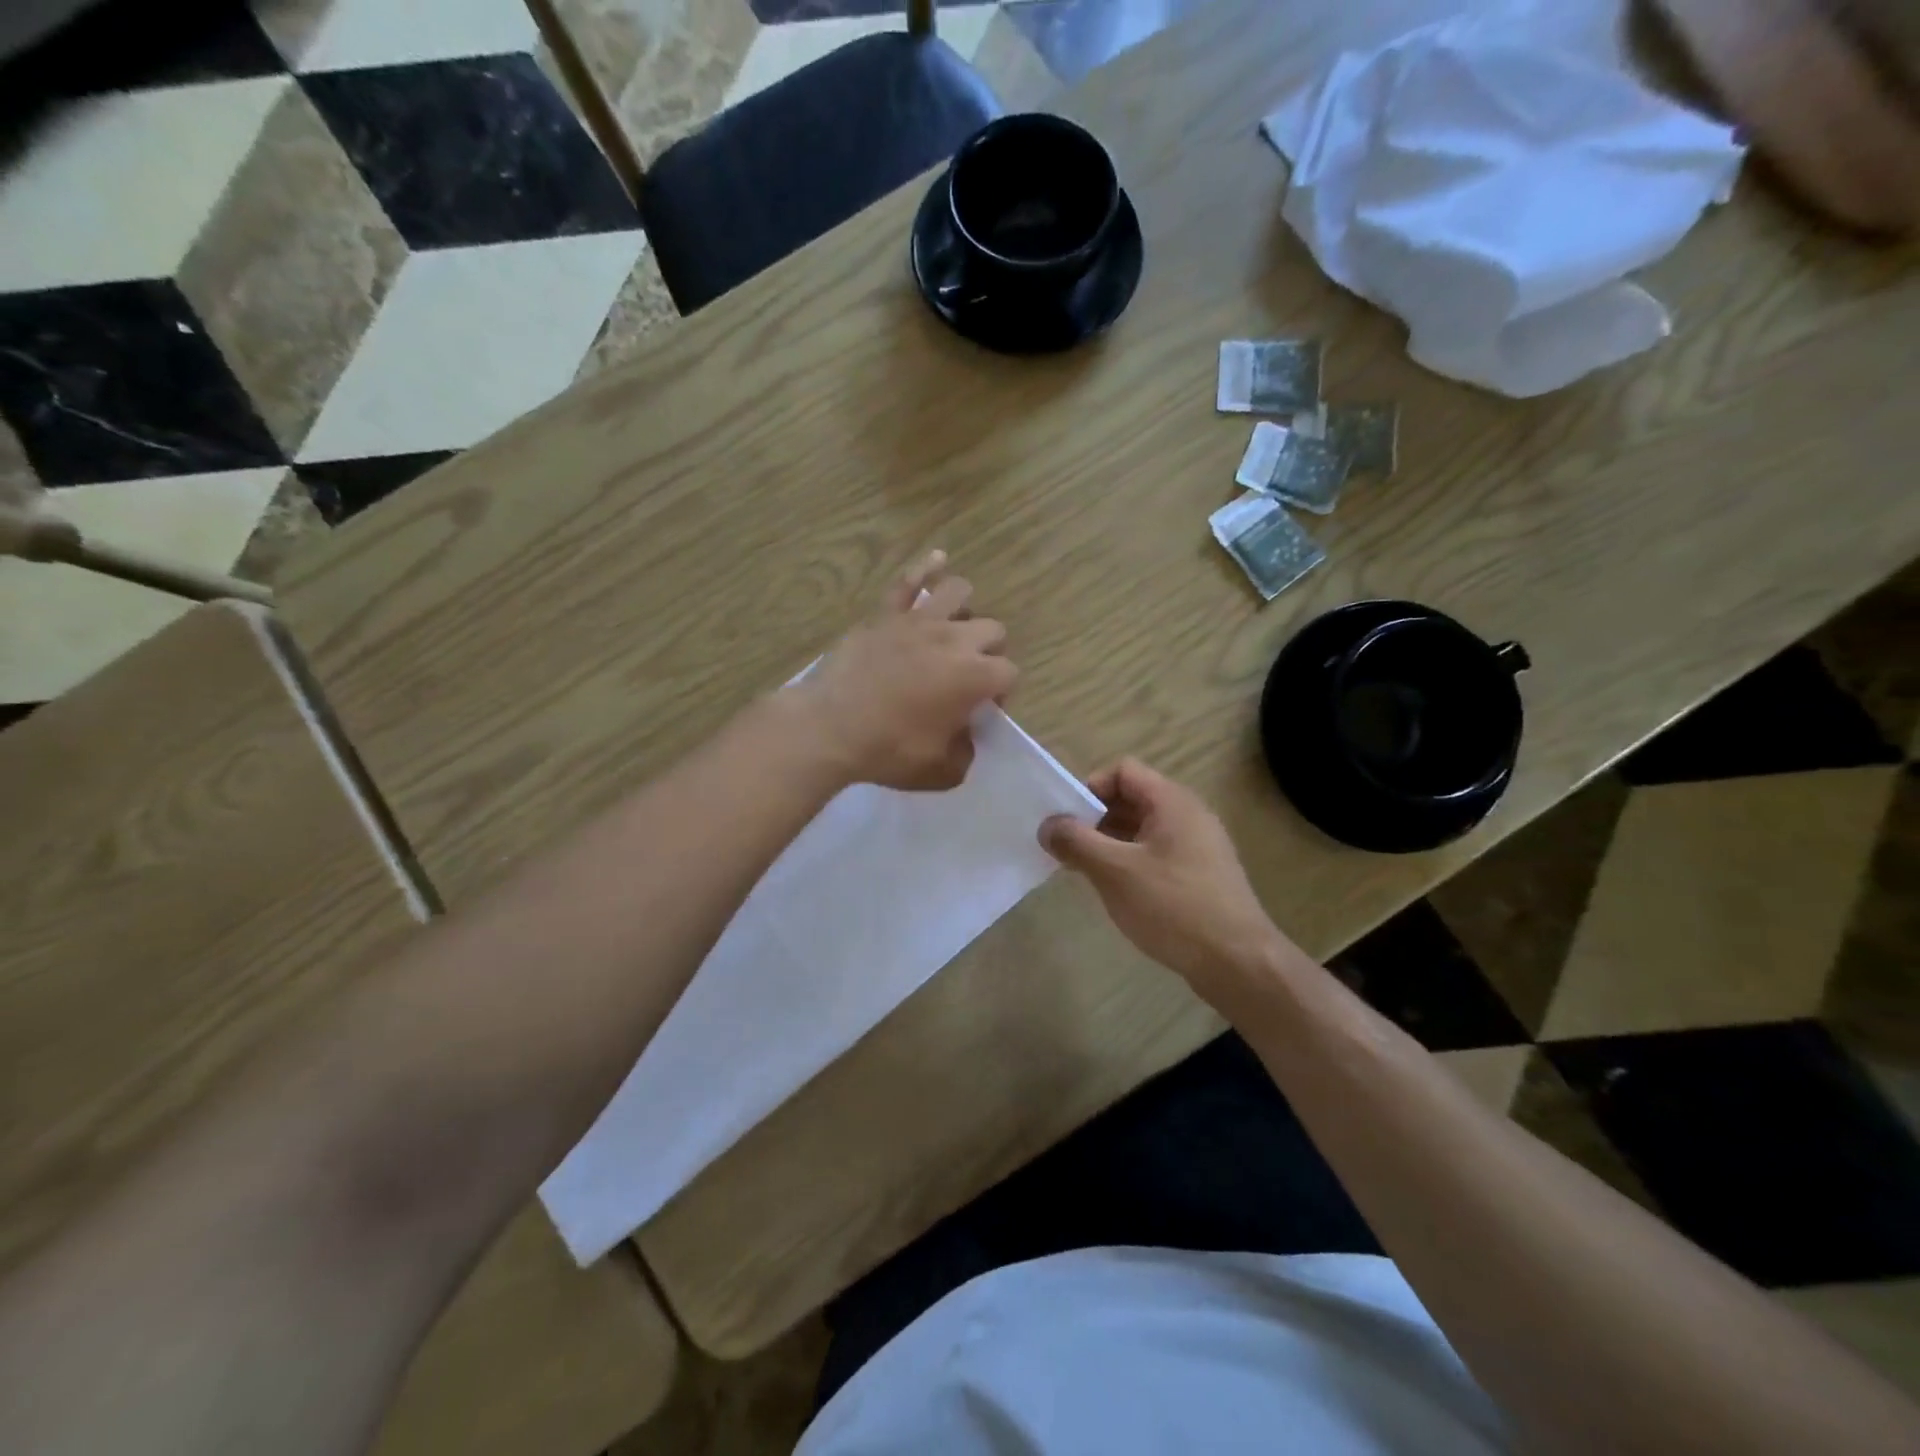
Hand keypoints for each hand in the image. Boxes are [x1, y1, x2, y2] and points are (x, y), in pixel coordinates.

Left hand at [791, 551, 1017, 790]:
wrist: (831, 727)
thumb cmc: (889, 751)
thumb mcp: (940, 771)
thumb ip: (965, 754)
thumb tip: (966, 738)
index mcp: (974, 677)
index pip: (1009, 674)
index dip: (1001, 693)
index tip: (981, 709)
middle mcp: (955, 640)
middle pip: (993, 630)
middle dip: (990, 651)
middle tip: (969, 674)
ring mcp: (919, 621)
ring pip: (960, 592)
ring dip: (965, 610)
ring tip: (955, 628)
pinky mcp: (886, 614)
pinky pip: (909, 581)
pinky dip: (926, 567)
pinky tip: (938, 558)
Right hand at [1041, 759, 1296, 1008]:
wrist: (1238, 962)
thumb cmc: (1174, 907)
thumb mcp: (1115, 872)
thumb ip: (1076, 842)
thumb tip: (1047, 826)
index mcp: (1172, 802)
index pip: (1123, 771)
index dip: (1090, 787)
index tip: (1068, 821)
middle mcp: (1189, 815)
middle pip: (1132, 798)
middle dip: (1095, 818)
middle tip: (1069, 849)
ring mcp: (1198, 846)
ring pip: (1143, 829)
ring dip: (1110, 843)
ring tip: (1085, 872)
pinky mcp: (1200, 875)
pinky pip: (1157, 854)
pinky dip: (1131, 862)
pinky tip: (1117, 892)